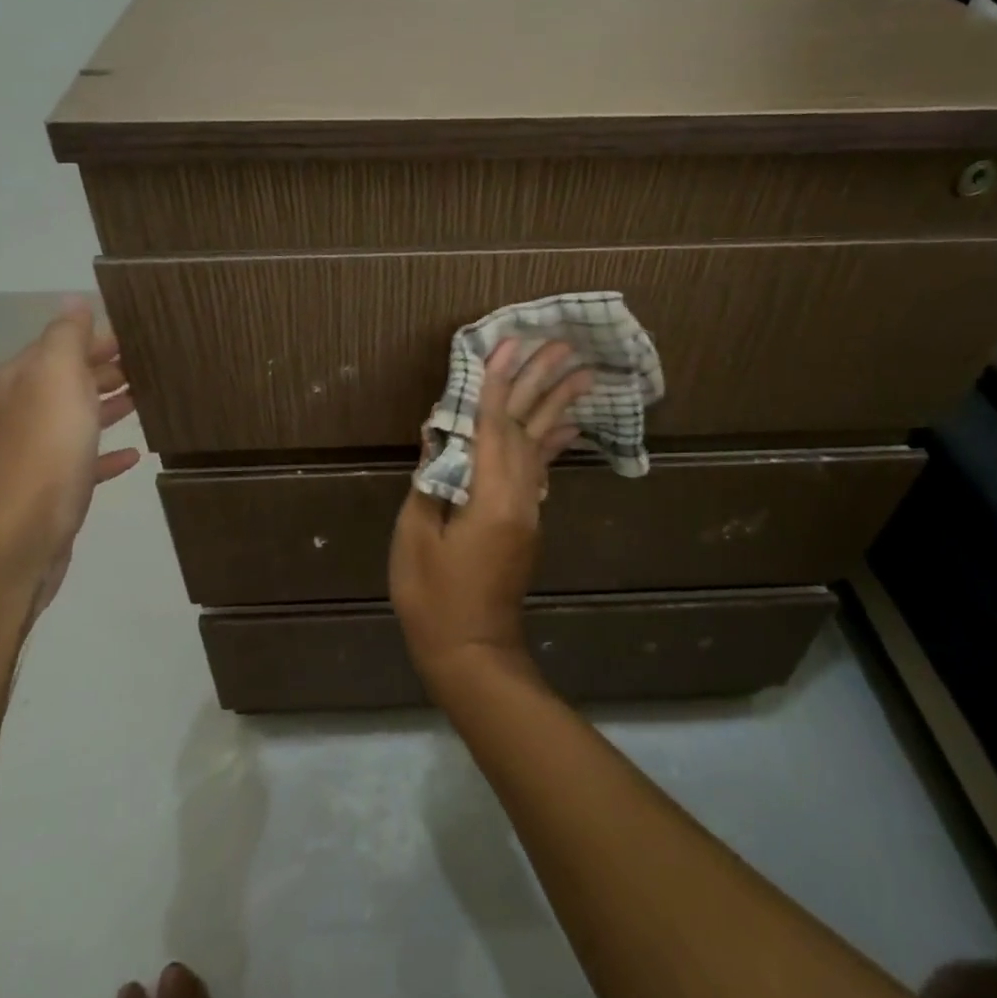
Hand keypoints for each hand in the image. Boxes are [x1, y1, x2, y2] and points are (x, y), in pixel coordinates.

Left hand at [0, 300, 138, 607]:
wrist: (15, 540)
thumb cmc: (41, 452)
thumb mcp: (56, 378)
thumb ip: (66, 337)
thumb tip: (73, 300)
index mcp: (9, 385)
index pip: (53, 348)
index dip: (93, 340)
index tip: (136, 337)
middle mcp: (8, 417)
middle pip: (61, 384)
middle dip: (101, 371)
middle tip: (148, 367)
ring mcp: (22, 459)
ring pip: (70, 422)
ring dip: (104, 408)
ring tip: (143, 401)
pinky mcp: (42, 496)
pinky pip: (78, 464)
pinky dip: (102, 455)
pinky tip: (131, 457)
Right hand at [389, 340, 591, 698]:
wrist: (472, 653)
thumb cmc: (433, 598)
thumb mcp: (416, 539)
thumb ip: (430, 483)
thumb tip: (437, 437)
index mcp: (490, 499)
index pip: (494, 428)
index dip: (498, 384)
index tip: (508, 346)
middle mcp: (520, 498)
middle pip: (528, 428)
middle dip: (541, 383)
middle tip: (561, 344)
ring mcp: (529, 511)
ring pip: (542, 446)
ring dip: (558, 406)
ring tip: (580, 372)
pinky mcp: (527, 523)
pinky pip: (542, 470)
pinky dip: (553, 441)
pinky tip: (564, 424)